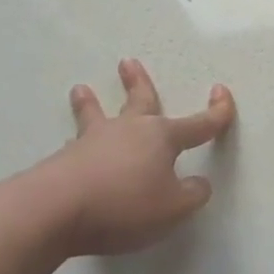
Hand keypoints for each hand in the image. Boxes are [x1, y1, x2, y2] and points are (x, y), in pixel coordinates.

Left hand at [37, 58, 236, 255]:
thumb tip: (197, 183)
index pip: (199, 124)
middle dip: (138, 83)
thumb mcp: (174, 208)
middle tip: (128, 63)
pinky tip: (72, 146)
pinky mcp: (63, 161)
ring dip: (91, 103)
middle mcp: (128, 131)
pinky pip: (76, 146)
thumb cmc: (124, 204)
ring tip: (81, 89)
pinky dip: (79, 143)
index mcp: (162, 138)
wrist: (52, 210)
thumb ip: (193, 194)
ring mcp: (92, 143)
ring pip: (96, 117)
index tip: (222, 92)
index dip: (217, 112)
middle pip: (139, 102)